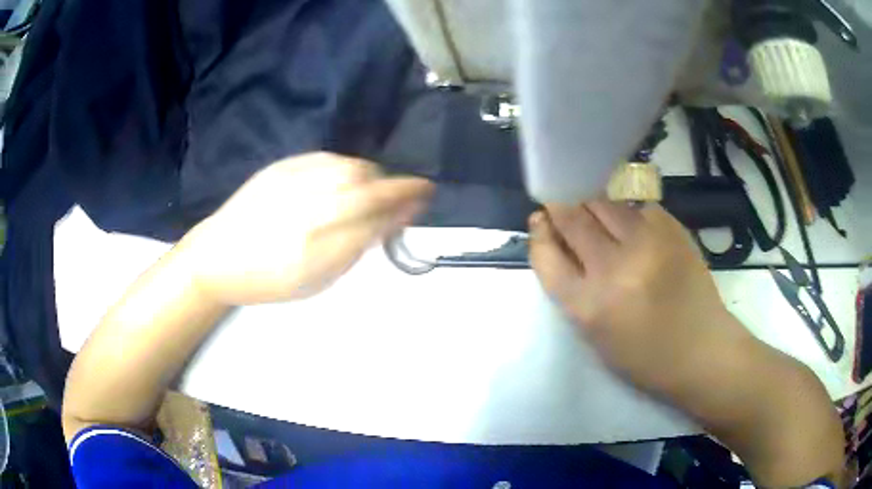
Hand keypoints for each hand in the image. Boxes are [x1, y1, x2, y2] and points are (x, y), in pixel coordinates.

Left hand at [182, 152, 433, 304]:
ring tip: (379, 187)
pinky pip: (328, 159)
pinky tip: (349, 177)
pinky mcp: (280, 167)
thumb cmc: (268, 281)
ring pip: (351, 168)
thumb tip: (391, 220)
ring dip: (376, 175)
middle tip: (413, 190)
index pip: (375, 220)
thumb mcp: (317, 280)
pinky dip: (349, 166)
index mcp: (316, 251)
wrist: (218, 257)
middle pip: (368, 189)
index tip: (424, 199)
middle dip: (399, 185)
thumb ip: (356, 248)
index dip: (405, 206)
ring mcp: (292, 184)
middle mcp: (307, 212)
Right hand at [529, 201, 747, 393]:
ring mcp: (647, 242)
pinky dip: (628, 213)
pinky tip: (633, 226)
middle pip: (573, 219)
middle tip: (560, 205)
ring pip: (604, 203)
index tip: (540, 221)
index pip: (546, 256)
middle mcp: (615, 268)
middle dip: (561, 208)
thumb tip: (558, 245)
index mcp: (589, 306)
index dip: (539, 234)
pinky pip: (637, 207)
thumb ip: (573, 289)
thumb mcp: (596, 335)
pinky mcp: (671, 229)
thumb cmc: (644, 355)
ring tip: (596, 213)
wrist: (701, 348)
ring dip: (593, 204)